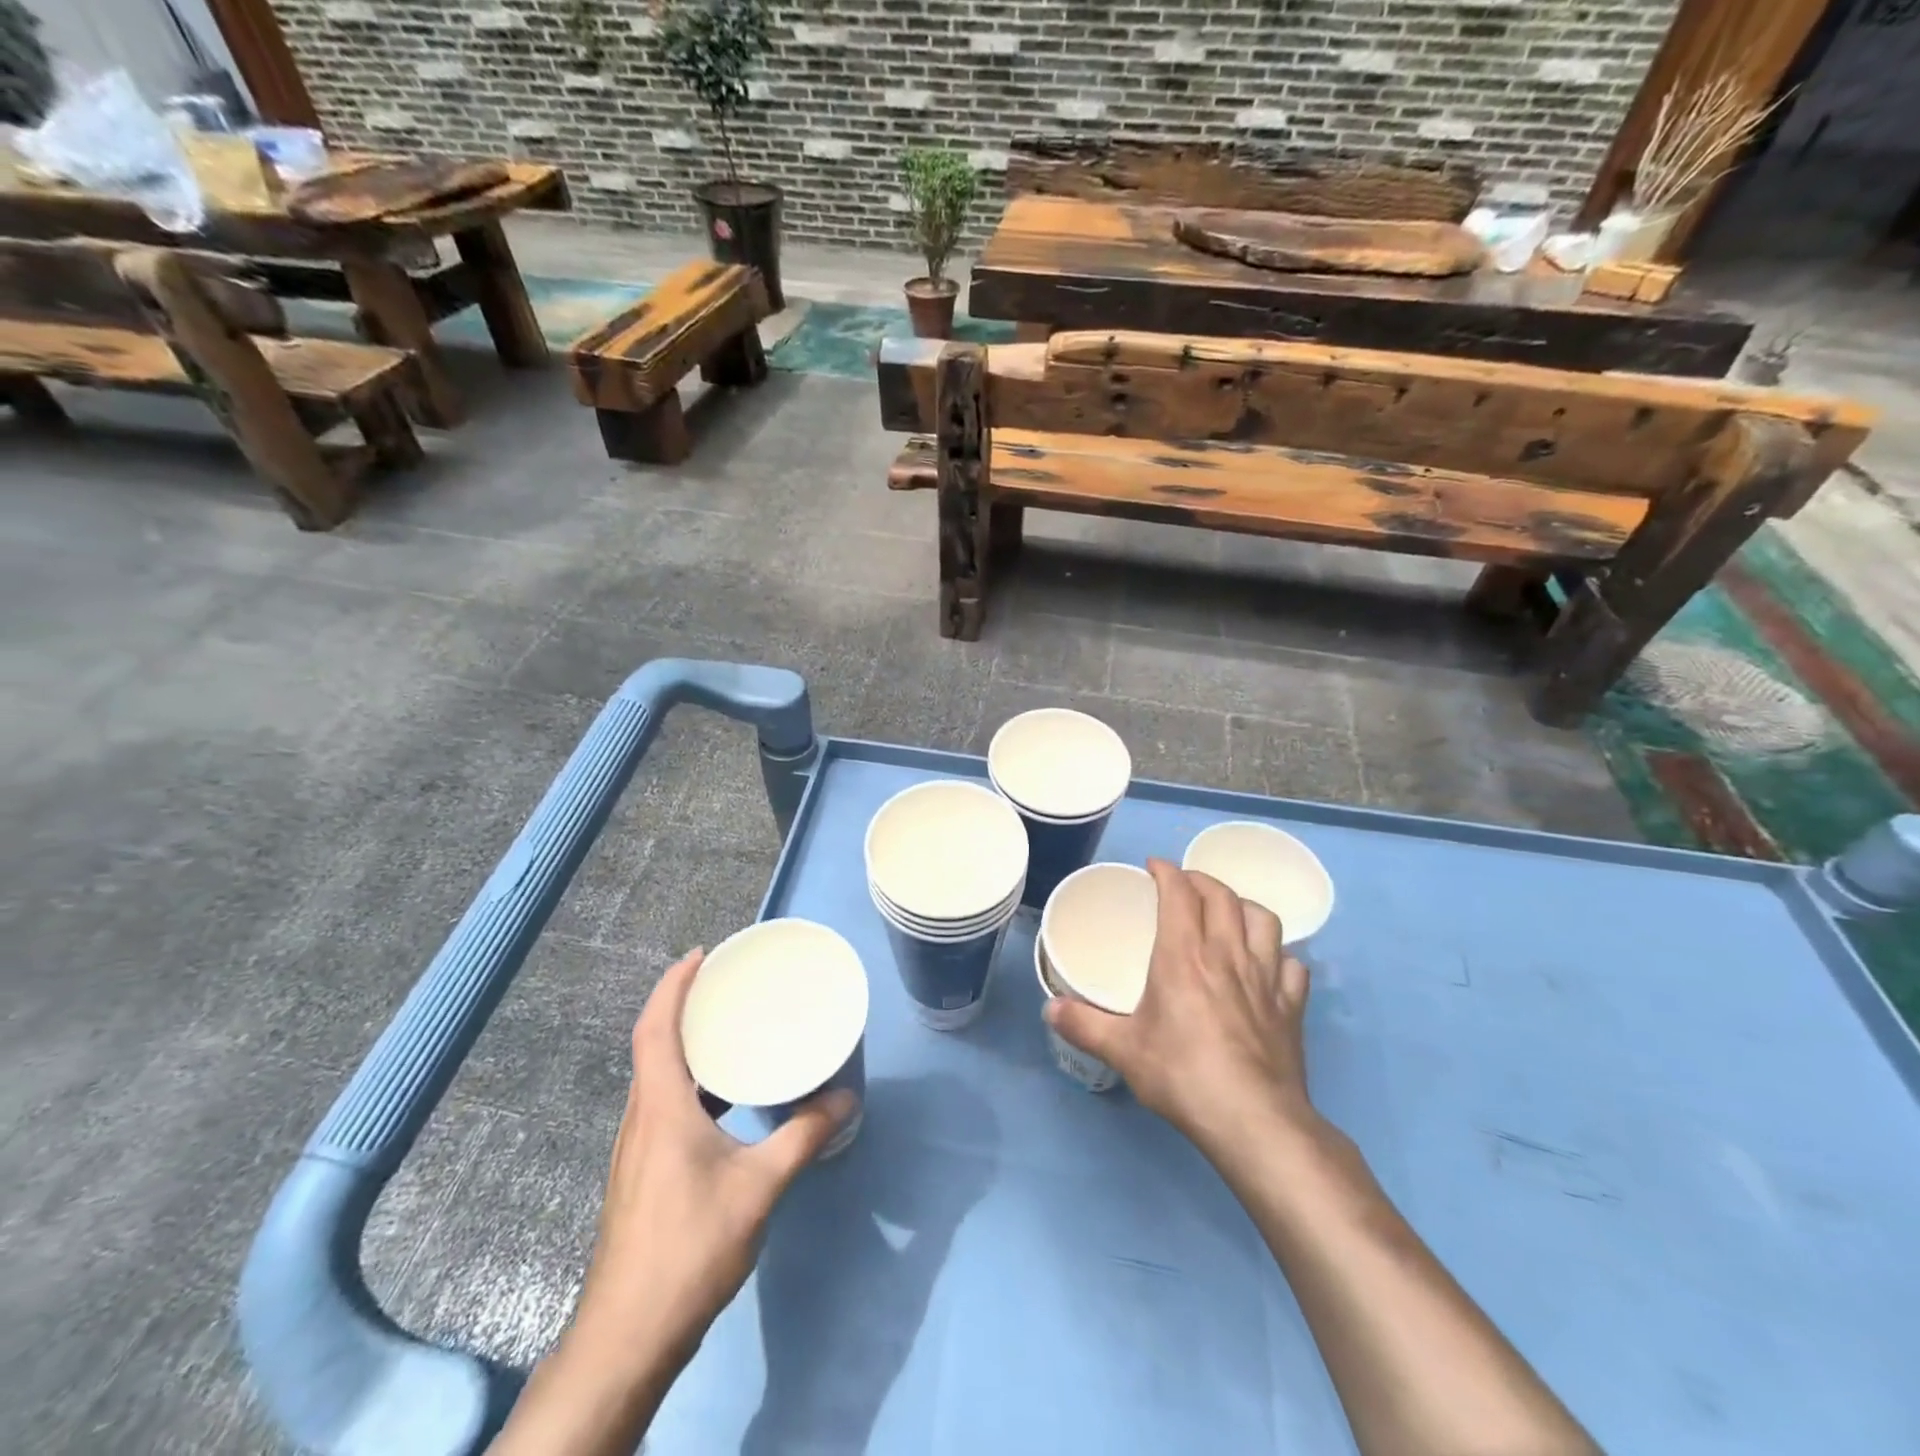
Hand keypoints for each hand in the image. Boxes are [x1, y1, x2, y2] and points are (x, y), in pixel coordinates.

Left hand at [569, 948, 857, 1356]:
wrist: (629, 1336)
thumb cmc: (691, 1247)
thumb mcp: (760, 1187)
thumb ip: (804, 1136)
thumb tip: (846, 1098)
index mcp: (661, 1107)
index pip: (655, 1028)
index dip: (673, 985)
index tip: (701, 955)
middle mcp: (641, 1118)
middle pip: (653, 1045)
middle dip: (682, 1005)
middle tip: (725, 984)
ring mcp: (636, 1147)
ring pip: (656, 1076)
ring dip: (684, 1044)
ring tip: (728, 1030)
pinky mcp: (640, 1172)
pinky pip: (663, 1104)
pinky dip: (689, 1081)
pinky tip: (723, 1099)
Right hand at [1044, 858, 1315, 1153]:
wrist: (1253, 1120)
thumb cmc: (1182, 1075)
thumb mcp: (1123, 1051)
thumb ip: (1083, 1025)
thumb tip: (1048, 1009)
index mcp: (1184, 955)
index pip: (1179, 893)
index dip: (1167, 872)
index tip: (1154, 867)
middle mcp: (1227, 955)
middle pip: (1222, 896)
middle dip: (1200, 880)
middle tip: (1183, 885)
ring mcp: (1266, 979)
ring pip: (1263, 920)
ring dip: (1243, 906)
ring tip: (1228, 912)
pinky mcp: (1291, 1007)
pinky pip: (1292, 965)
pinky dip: (1279, 955)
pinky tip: (1269, 965)